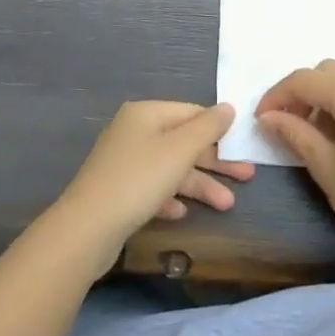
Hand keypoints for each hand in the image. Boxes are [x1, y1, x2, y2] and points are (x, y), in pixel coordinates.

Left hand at [48, 101, 254, 275]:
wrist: (87, 228)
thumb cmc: (139, 180)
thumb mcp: (180, 150)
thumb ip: (208, 127)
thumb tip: (228, 107)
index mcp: (146, 114)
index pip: (192, 113)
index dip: (219, 129)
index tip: (244, 147)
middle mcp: (134, 132)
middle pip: (183, 142)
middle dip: (215, 162)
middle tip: (248, 177)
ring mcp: (124, 162)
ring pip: (171, 168)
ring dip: (199, 185)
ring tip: (227, 206)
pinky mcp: (119, 191)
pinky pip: (152, 189)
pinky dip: (170, 198)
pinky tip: (181, 213)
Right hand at [256, 61, 334, 266]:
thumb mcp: (325, 167)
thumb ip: (294, 133)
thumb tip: (269, 117)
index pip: (303, 81)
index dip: (276, 96)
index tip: (262, 120)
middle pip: (330, 72)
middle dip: (305, 93)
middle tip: (291, 125)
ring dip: (333, 98)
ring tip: (324, 135)